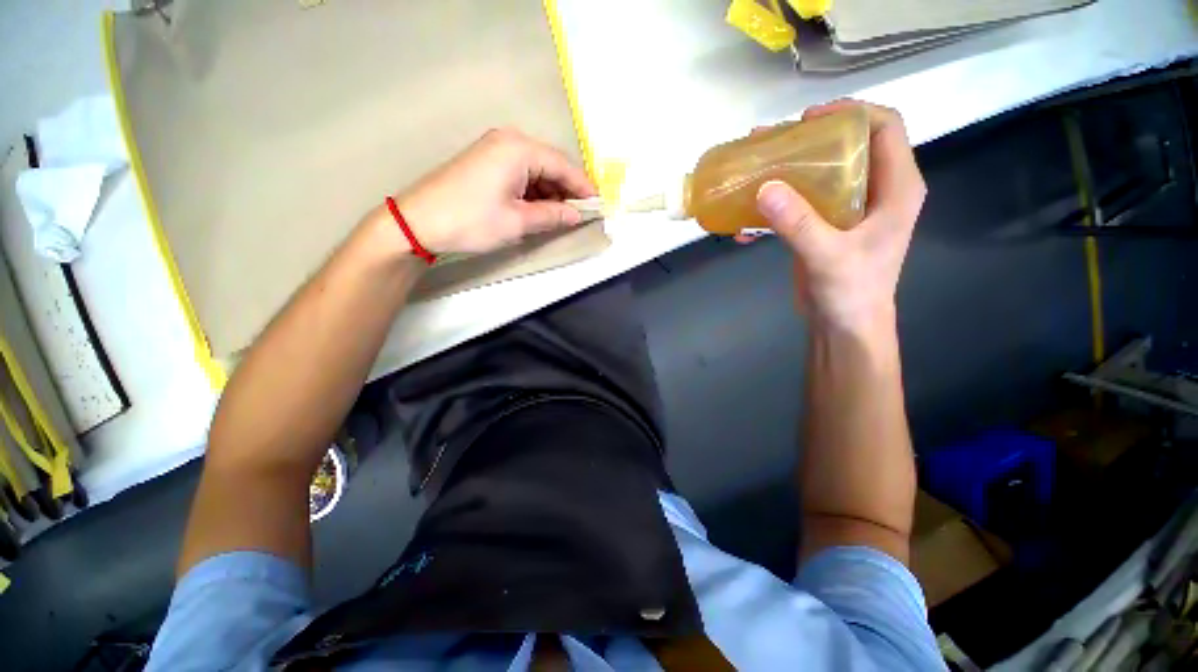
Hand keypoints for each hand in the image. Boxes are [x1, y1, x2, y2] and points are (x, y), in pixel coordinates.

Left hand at [387, 128, 596, 255]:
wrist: (418, 222)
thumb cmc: (472, 220)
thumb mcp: (518, 222)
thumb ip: (552, 216)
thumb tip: (575, 215)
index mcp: (519, 149)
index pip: (562, 165)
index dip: (582, 187)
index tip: (597, 205)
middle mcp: (508, 141)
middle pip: (549, 164)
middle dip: (566, 190)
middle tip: (579, 214)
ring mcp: (494, 150)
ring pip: (535, 170)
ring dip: (549, 193)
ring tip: (559, 216)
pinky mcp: (485, 162)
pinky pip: (519, 174)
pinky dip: (533, 191)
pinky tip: (538, 209)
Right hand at [753, 101, 925, 330]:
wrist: (843, 326)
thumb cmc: (852, 292)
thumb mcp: (828, 256)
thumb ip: (798, 223)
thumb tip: (764, 187)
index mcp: (896, 188)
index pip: (884, 128)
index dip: (850, 113)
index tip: (808, 119)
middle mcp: (875, 191)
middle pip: (847, 146)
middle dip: (809, 139)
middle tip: (772, 141)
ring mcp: (848, 209)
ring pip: (821, 173)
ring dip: (788, 168)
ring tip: (754, 167)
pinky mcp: (824, 226)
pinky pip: (801, 202)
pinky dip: (776, 204)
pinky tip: (748, 217)